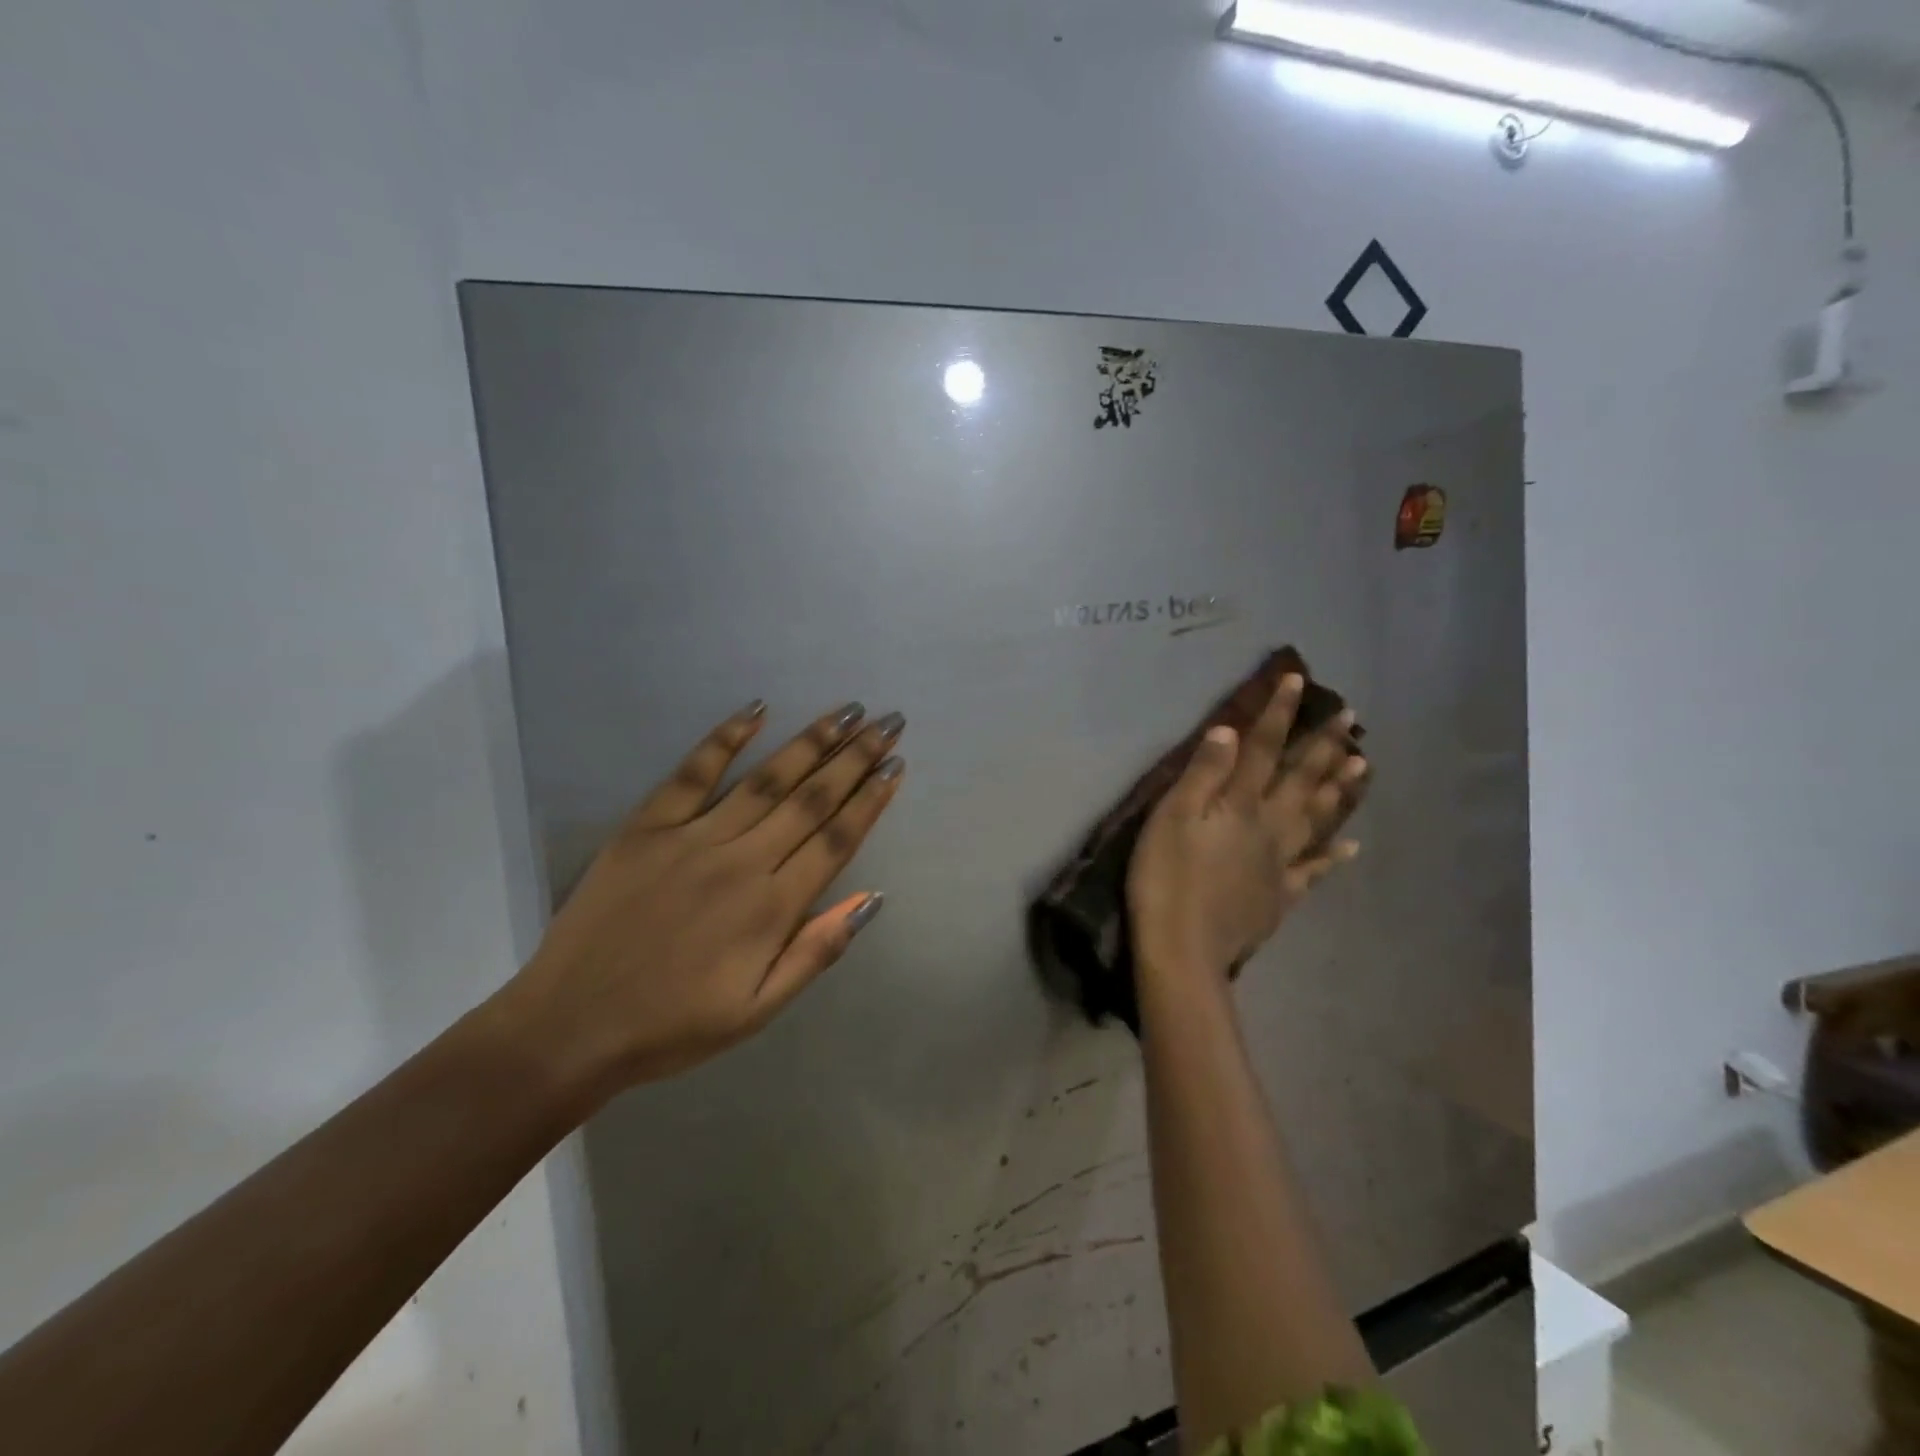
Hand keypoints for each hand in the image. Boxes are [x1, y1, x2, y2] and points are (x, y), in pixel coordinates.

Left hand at [504, 699, 905, 1094]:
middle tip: (887, 722)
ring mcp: (691, 838)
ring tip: (845, 712)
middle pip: (810, 799)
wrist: (569, 1026)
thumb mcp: (758, 1010)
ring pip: (764, 779)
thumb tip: (872, 898)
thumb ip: (817, 951)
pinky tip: (755, 710)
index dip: (870, 800)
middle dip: (854, 758)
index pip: (836, 840)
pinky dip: (724, 738)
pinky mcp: (646, 827)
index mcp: (771, 909)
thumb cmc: (673, 1026)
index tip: (896, 765)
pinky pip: (692, 773)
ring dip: (810, 742)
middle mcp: (740, 862)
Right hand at [1128, 674, 1365, 991]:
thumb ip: (1202, 774)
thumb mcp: (1171, 819)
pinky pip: (1316, 870)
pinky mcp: (1281, 895)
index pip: (1263, 748)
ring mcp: (1281, 862)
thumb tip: (1230, 730)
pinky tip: (1354, 847)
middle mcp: (1269, 826)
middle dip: (1325, 744)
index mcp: (1240, 805)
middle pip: (1302, 778)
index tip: (1298, 680)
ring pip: (1319, 818)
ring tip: (1365, 764)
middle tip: (1352, 716)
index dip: (1280, 713)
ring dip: (1341, 789)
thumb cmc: (1166, 879)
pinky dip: (1336, 856)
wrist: (1183, 949)